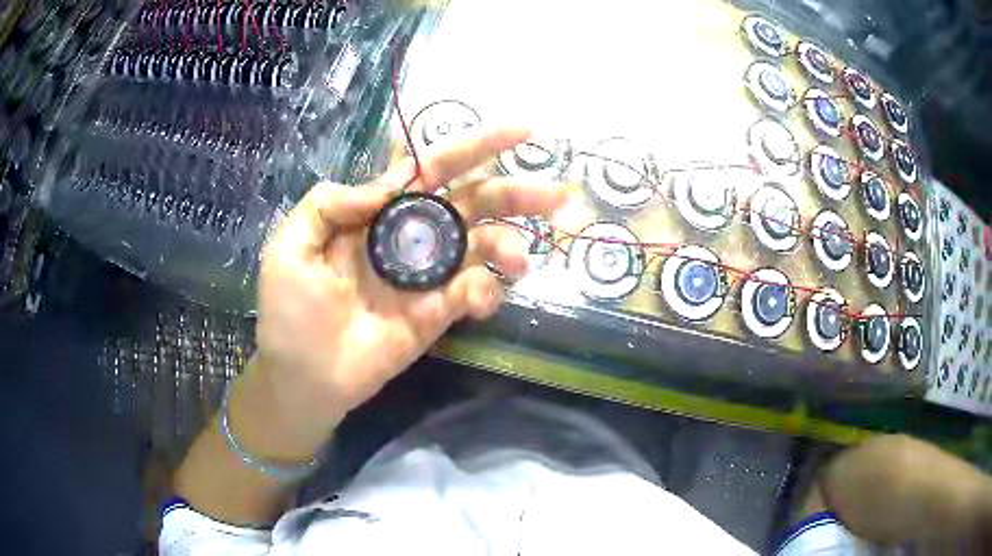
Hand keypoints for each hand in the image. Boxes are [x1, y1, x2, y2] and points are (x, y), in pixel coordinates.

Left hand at [252, 127, 567, 449]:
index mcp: (378, 212)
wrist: (303, 377)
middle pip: (472, 202)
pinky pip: (474, 293)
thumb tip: (386, 187)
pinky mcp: (438, 314)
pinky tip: (480, 298)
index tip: (522, 131)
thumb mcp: (290, 246)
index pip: (432, 168)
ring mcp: (428, 276)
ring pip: (484, 246)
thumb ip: (328, 204)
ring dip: (510, 245)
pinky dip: (486, 290)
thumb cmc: (290, 311)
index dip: (474, 146)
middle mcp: (411, 237)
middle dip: (515, 193)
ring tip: (518, 260)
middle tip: (555, 194)